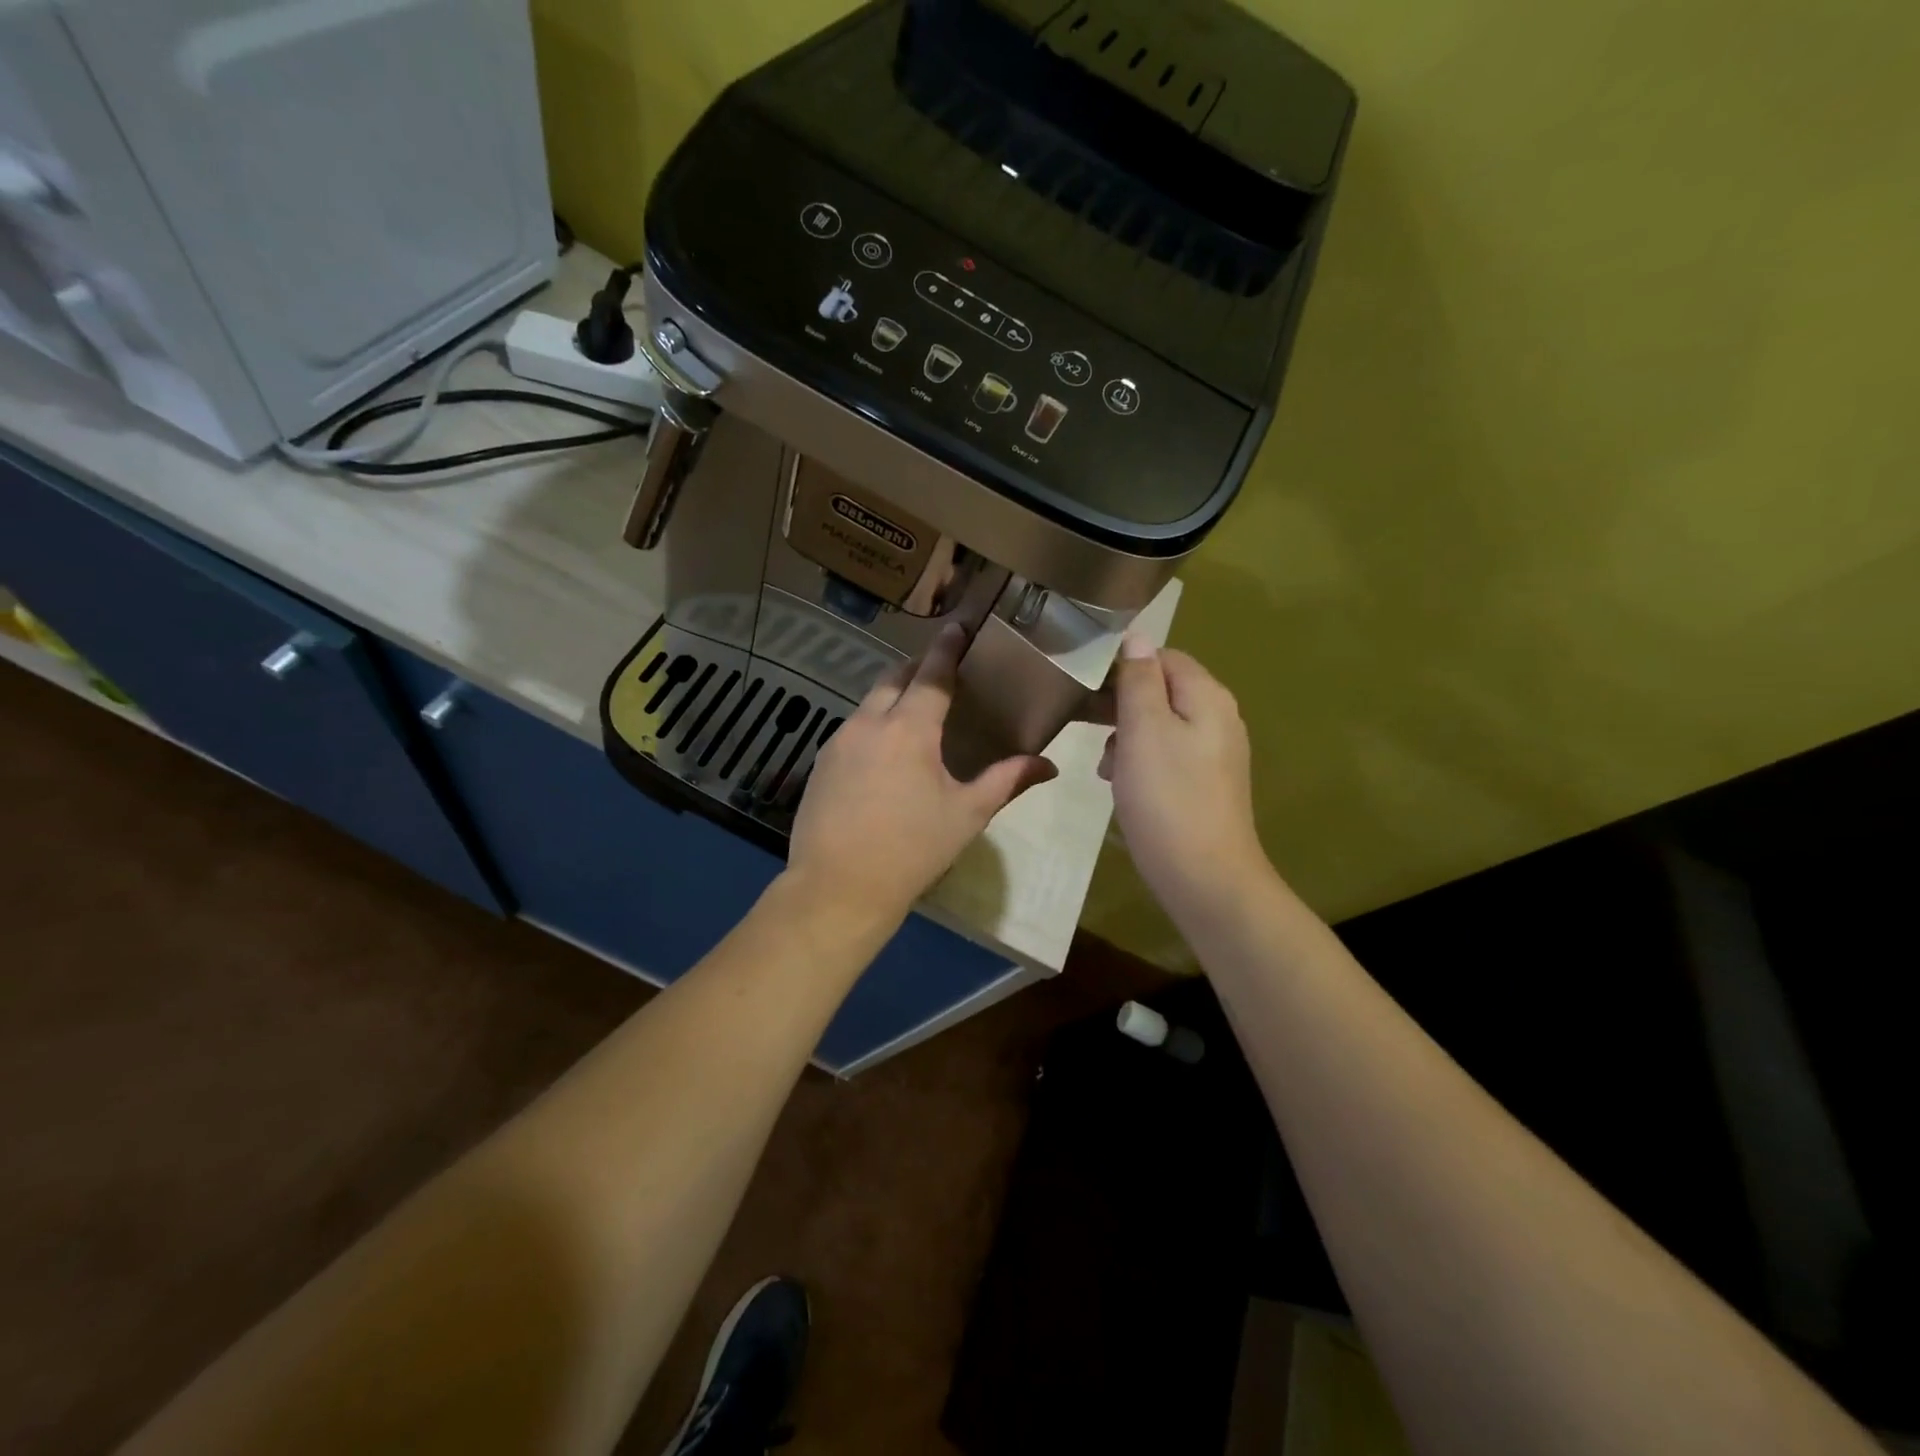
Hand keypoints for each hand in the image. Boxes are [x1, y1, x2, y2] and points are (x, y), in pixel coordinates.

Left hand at [788, 624, 1057, 923]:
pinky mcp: (821, 763)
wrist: (837, 888)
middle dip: (918, 668)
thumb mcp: (966, 815)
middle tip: (941, 673)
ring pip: (869, 703)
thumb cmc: (911, 850)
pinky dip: (873, 725)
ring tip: (915, 714)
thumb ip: (1006, 781)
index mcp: (909, 729)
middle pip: (894, 678)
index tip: (957, 626)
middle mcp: (869, 723)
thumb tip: (1047, 765)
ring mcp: (839, 741)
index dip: (947, 647)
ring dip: (893, 697)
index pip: (932, 673)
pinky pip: (852, 729)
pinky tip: (884, 754)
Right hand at [1101, 637, 1269, 919]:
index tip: (1086, 688)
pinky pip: (1166, 756)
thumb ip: (1139, 680)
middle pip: (1162, 690)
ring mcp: (1214, 753)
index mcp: (1207, 697)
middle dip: (1121, 706)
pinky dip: (1140, 762)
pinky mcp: (1205, 784)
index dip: (1123, 666)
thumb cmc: (1168, 798)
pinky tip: (1122, 786)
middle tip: (1085, 726)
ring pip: (1159, 725)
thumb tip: (1136, 637)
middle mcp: (1218, 718)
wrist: (1205, 877)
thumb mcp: (1144, 730)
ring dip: (1126, 737)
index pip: (1163, 657)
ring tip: (1105, 766)